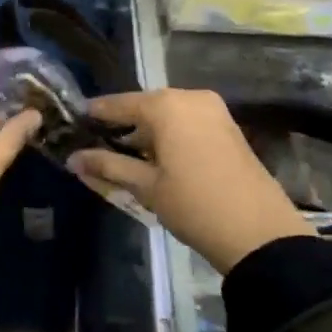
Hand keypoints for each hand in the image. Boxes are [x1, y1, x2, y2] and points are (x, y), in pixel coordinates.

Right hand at [66, 88, 309, 274]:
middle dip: (122, 126)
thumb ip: (107, 166)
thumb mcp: (145, 187)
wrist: (259, 233)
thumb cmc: (194, 204)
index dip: (95, 114)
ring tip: (124, 157)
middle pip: (144, 106)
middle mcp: (190, 97)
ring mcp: (214, 111)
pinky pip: (187, 122)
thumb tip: (72, 159)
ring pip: (167, 115)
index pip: (118, 104)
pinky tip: (156, 159)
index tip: (74, 122)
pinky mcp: (228, 127)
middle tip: (97, 145)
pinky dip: (169, 135)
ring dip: (146, 132)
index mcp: (166, 105)